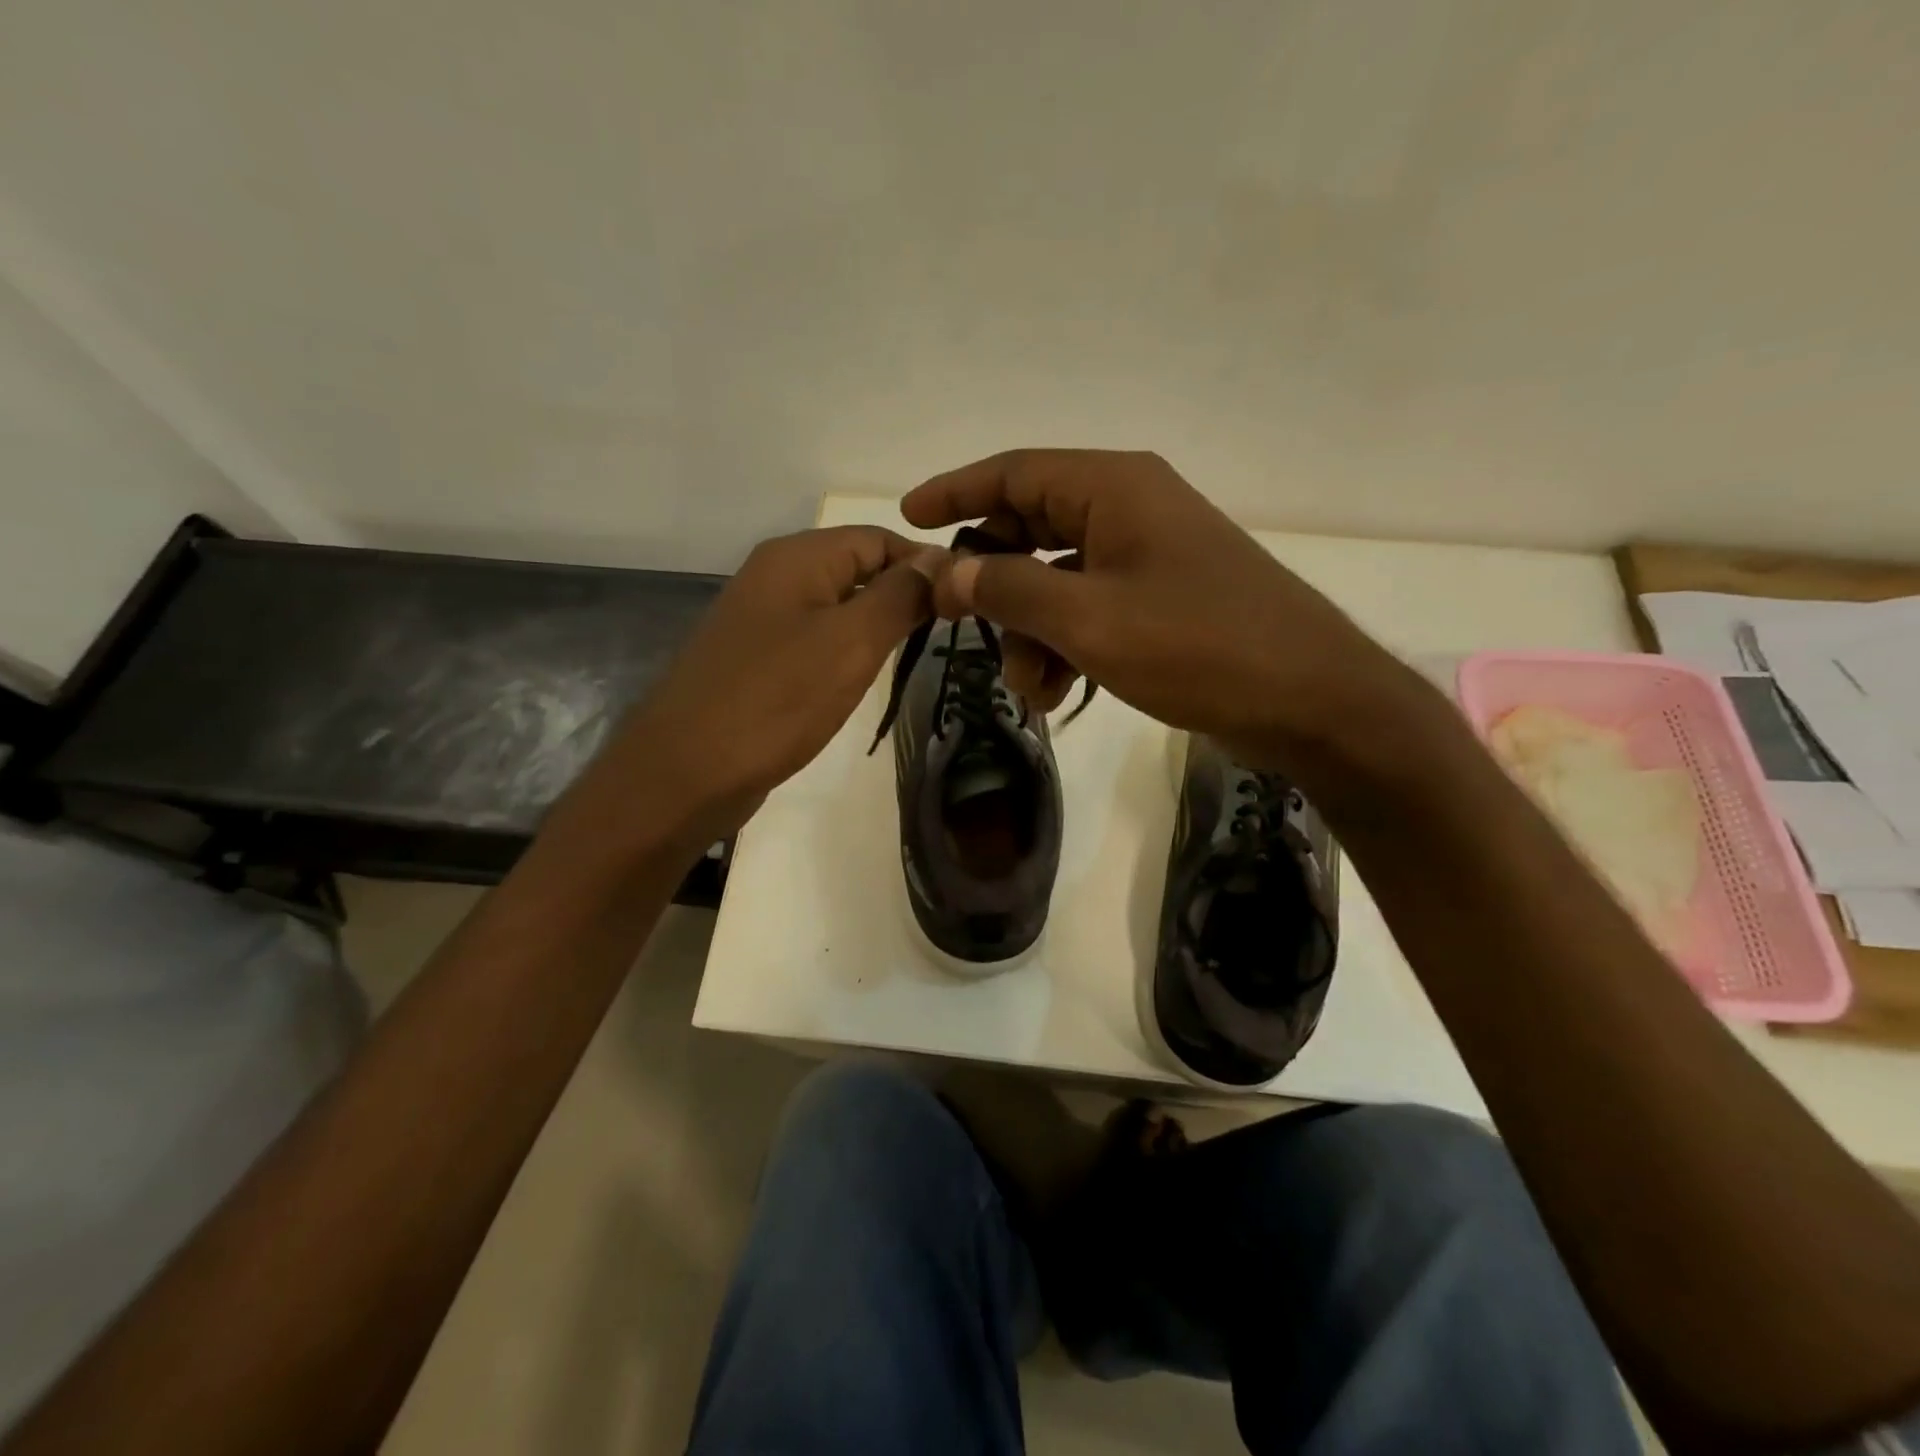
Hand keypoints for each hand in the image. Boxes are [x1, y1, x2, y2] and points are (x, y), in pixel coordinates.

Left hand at [601, 526, 941, 840]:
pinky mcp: (757, 660)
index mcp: (797, 557)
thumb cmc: (776, 700)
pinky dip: (845, 653)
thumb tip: (940, 559)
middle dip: (903, 596)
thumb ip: (900, 595)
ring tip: (912, 656)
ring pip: (837, 607)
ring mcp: (762, 620)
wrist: (686, 772)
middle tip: (945, 635)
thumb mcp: (851, 641)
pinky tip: (860, 681)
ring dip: (876, 627)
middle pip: (857, 568)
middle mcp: (776, 576)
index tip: (964, 602)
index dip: (924, 564)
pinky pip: (814, 641)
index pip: (878, 538)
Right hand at [902, 449, 1414, 771]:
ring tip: (1033, 689)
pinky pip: (1089, 610)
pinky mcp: (1160, 600)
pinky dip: (1065, 645)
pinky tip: (1059, 694)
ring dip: (1030, 631)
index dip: (956, 491)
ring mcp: (1147, 556)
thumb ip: (1010, 591)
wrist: (1310, 700)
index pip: (1014, 472)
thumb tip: (947, 573)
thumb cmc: (1200, 647)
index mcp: (1113, 488)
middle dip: (994, 586)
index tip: (908, 517)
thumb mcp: (1090, 621)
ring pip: (1056, 580)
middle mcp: (1129, 509)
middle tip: (962, 628)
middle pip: (1030, 529)